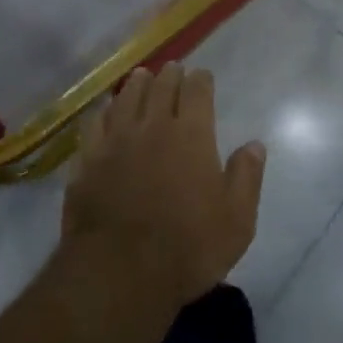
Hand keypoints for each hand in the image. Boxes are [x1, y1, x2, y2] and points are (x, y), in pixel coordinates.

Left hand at [62, 65, 265, 312]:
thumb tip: (255, 144)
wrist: (119, 273)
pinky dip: (104, 111)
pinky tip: (105, 111)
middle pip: (160, 88)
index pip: (197, 92)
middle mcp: (152, 127)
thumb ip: (246, 177)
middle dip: (169, 75)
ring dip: (136, 84)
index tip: (202, 75)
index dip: (201, 80)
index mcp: (191, 135)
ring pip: (125, 99)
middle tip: (173, 69)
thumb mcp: (236, 220)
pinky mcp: (87, 161)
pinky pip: (95, 124)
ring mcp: (114, 142)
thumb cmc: (188, 248)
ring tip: (141, 77)